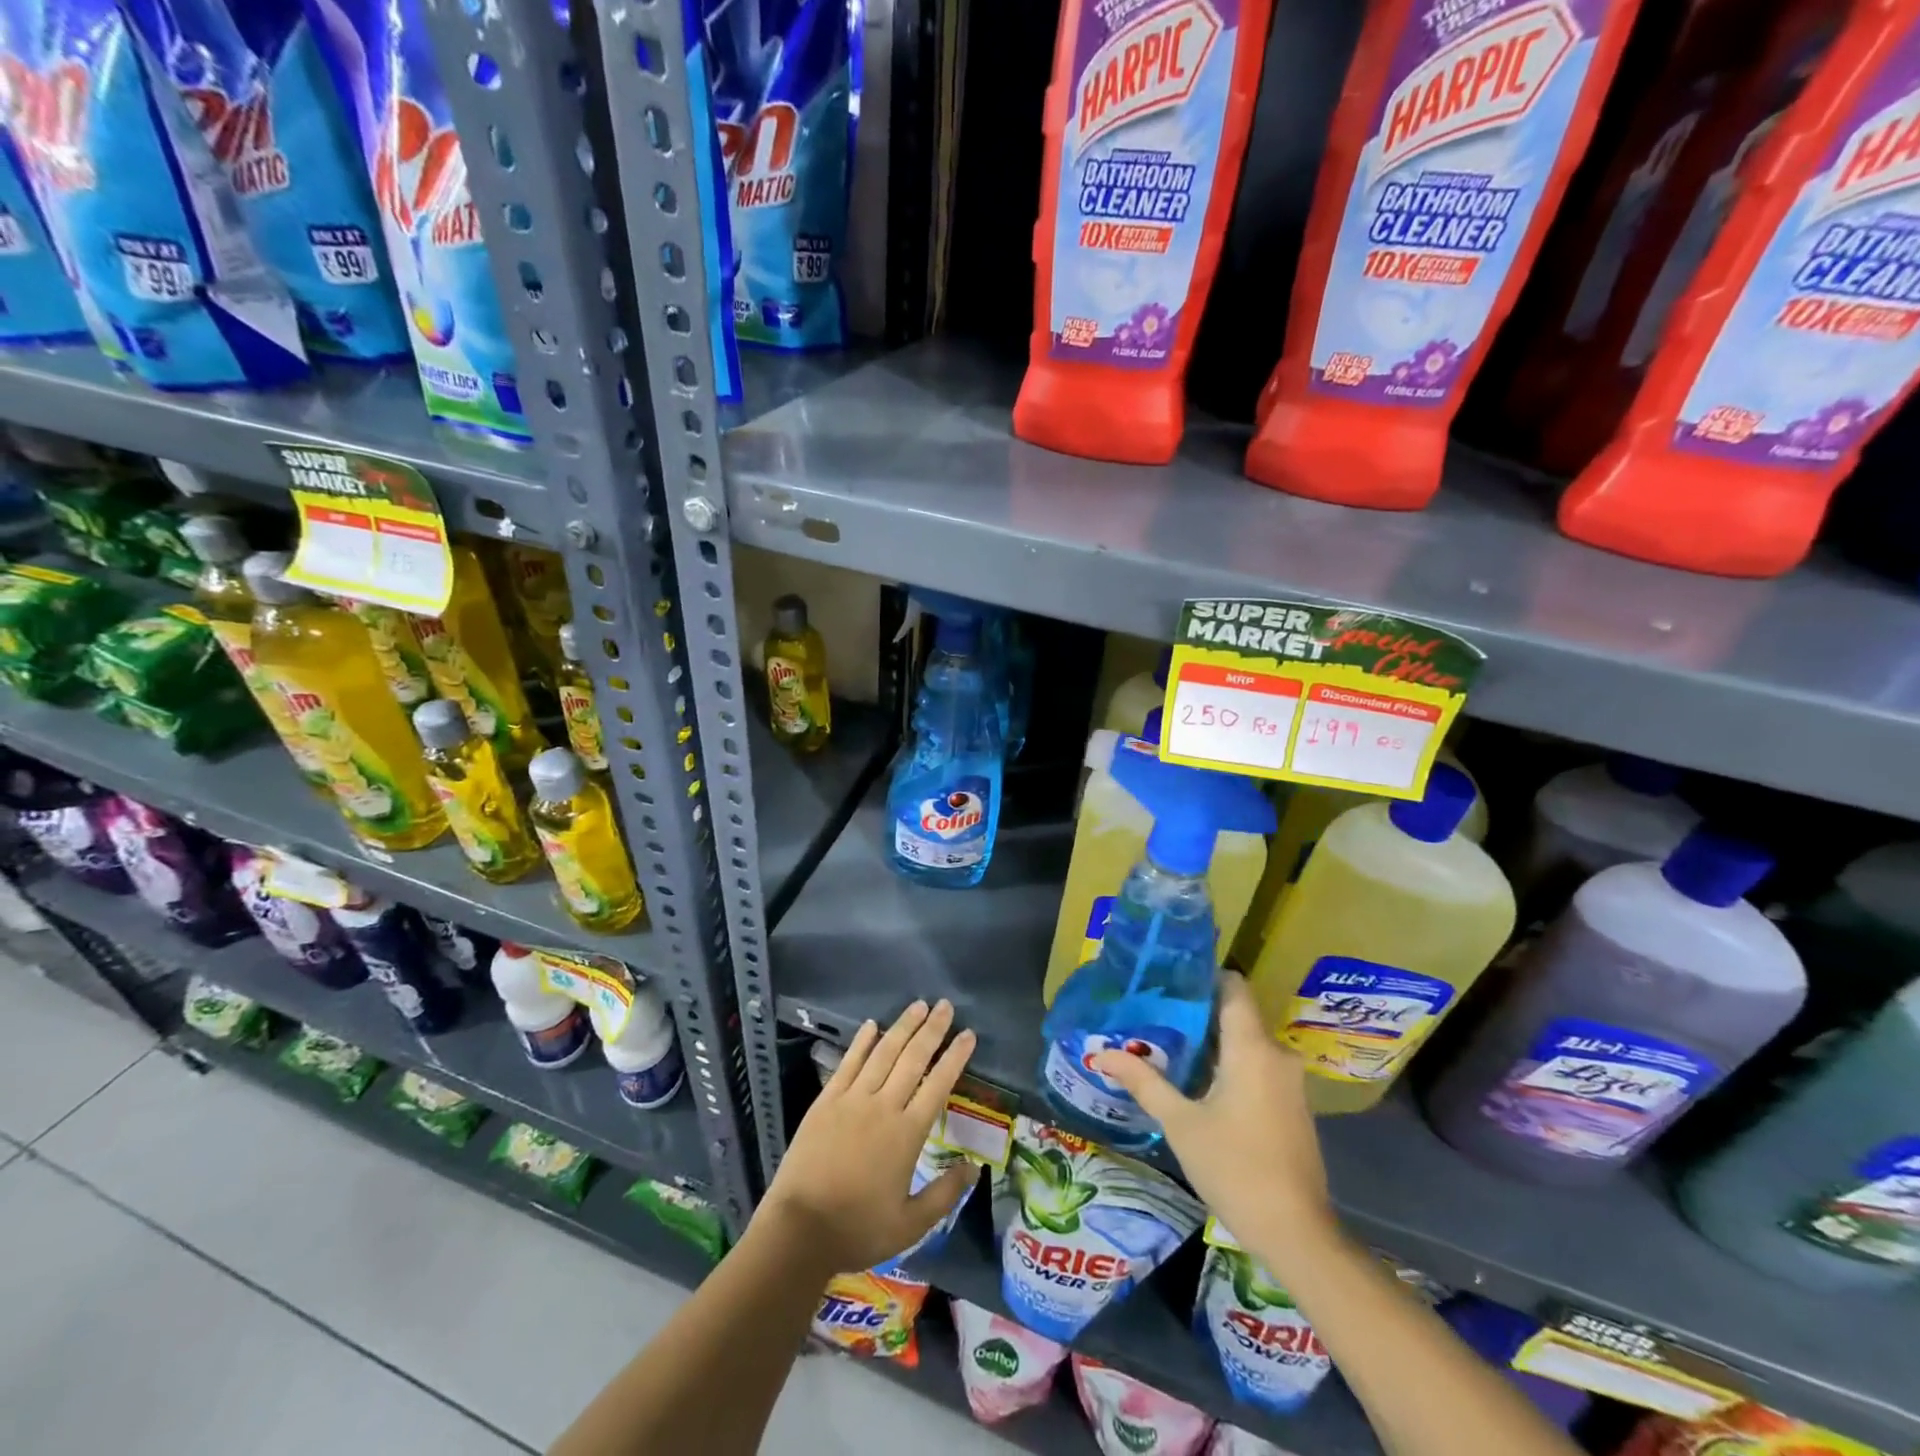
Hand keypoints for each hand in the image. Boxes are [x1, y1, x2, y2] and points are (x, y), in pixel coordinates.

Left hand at [761, 1000, 977, 1277]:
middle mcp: (883, 1106)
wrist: (800, 1230)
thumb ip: (944, 1194)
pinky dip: (861, 1042)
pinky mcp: (827, 1100)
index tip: (968, 1034)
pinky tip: (871, 1024)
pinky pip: (848, 1063)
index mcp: (907, 1134)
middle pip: (913, 1059)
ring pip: (883, 1053)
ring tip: (919, 1005)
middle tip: (946, 1005)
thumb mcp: (910, 1225)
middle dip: (932, 1030)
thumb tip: (974, 1168)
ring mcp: (852, 1099)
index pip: (938, 1084)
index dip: (955, 1057)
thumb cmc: (858, 1229)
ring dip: (903, 1027)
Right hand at [1093, 973, 1337, 1275]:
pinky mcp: (1293, 1105)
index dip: (1203, 976)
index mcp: (1252, 1048)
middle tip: (1155, 1013)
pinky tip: (1199, 1079)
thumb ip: (1143, 1081)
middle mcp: (1277, 1054)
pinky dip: (1230, 1063)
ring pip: (1247, 1042)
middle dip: (1197, 1012)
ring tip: (1169, 1043)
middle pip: (1236, 1014)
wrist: (1297, 1234)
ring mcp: (1289, 1081)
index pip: (1234, 987)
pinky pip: (1258, 1066)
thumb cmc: (1235, 1168)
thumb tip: (1102, 1053)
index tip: (1169, 979)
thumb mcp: (1180, 1123)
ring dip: (1212, 1041)